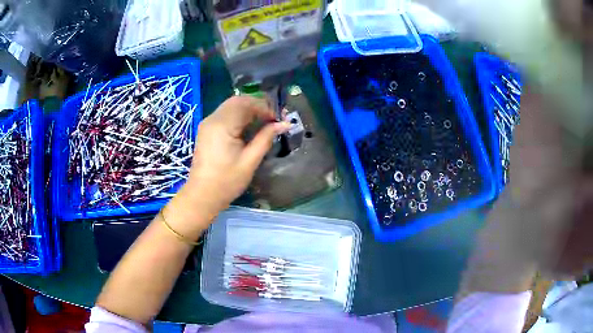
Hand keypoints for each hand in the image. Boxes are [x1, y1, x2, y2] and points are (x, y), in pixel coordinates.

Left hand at [164, 96, 290, 238]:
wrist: (202, 195)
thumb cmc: (227, 181)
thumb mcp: (250, 161)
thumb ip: (266, 138)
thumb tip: (284, 124)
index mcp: (222, 125)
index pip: (246, 104)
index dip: (264, 107)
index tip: (278, 120)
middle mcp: (212, 119)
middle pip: (237, 101)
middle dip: (257, 106)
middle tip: (271, 119)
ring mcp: (207, 123)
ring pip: (231, 106)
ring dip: (248, 110)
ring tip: (262, 123)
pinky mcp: (206, 129)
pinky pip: (225, 114)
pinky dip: (238, 115)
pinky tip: (247, 127)